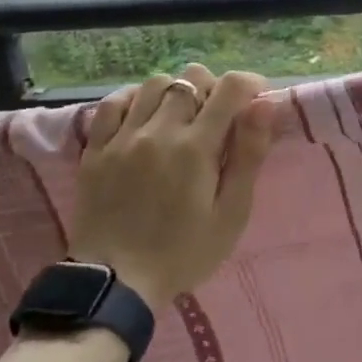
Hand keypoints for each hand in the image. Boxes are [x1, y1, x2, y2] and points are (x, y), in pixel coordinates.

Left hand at [69, 64, 274, 311]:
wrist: (114, 284)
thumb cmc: (184, 252)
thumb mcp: (231, 213)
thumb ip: (250, 154)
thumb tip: (265, 103)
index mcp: (196, 146)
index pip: (230, 86)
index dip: (249, 83)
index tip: (256, 101)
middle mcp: (159, 130)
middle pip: (192, 77)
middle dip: (213, 88)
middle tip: (219, 118)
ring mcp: (123, 137)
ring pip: (154, 83)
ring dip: (175, 92)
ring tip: (181, 118)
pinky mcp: (96, 149)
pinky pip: (113, 102)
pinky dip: (134, 99)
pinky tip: (144, 118)